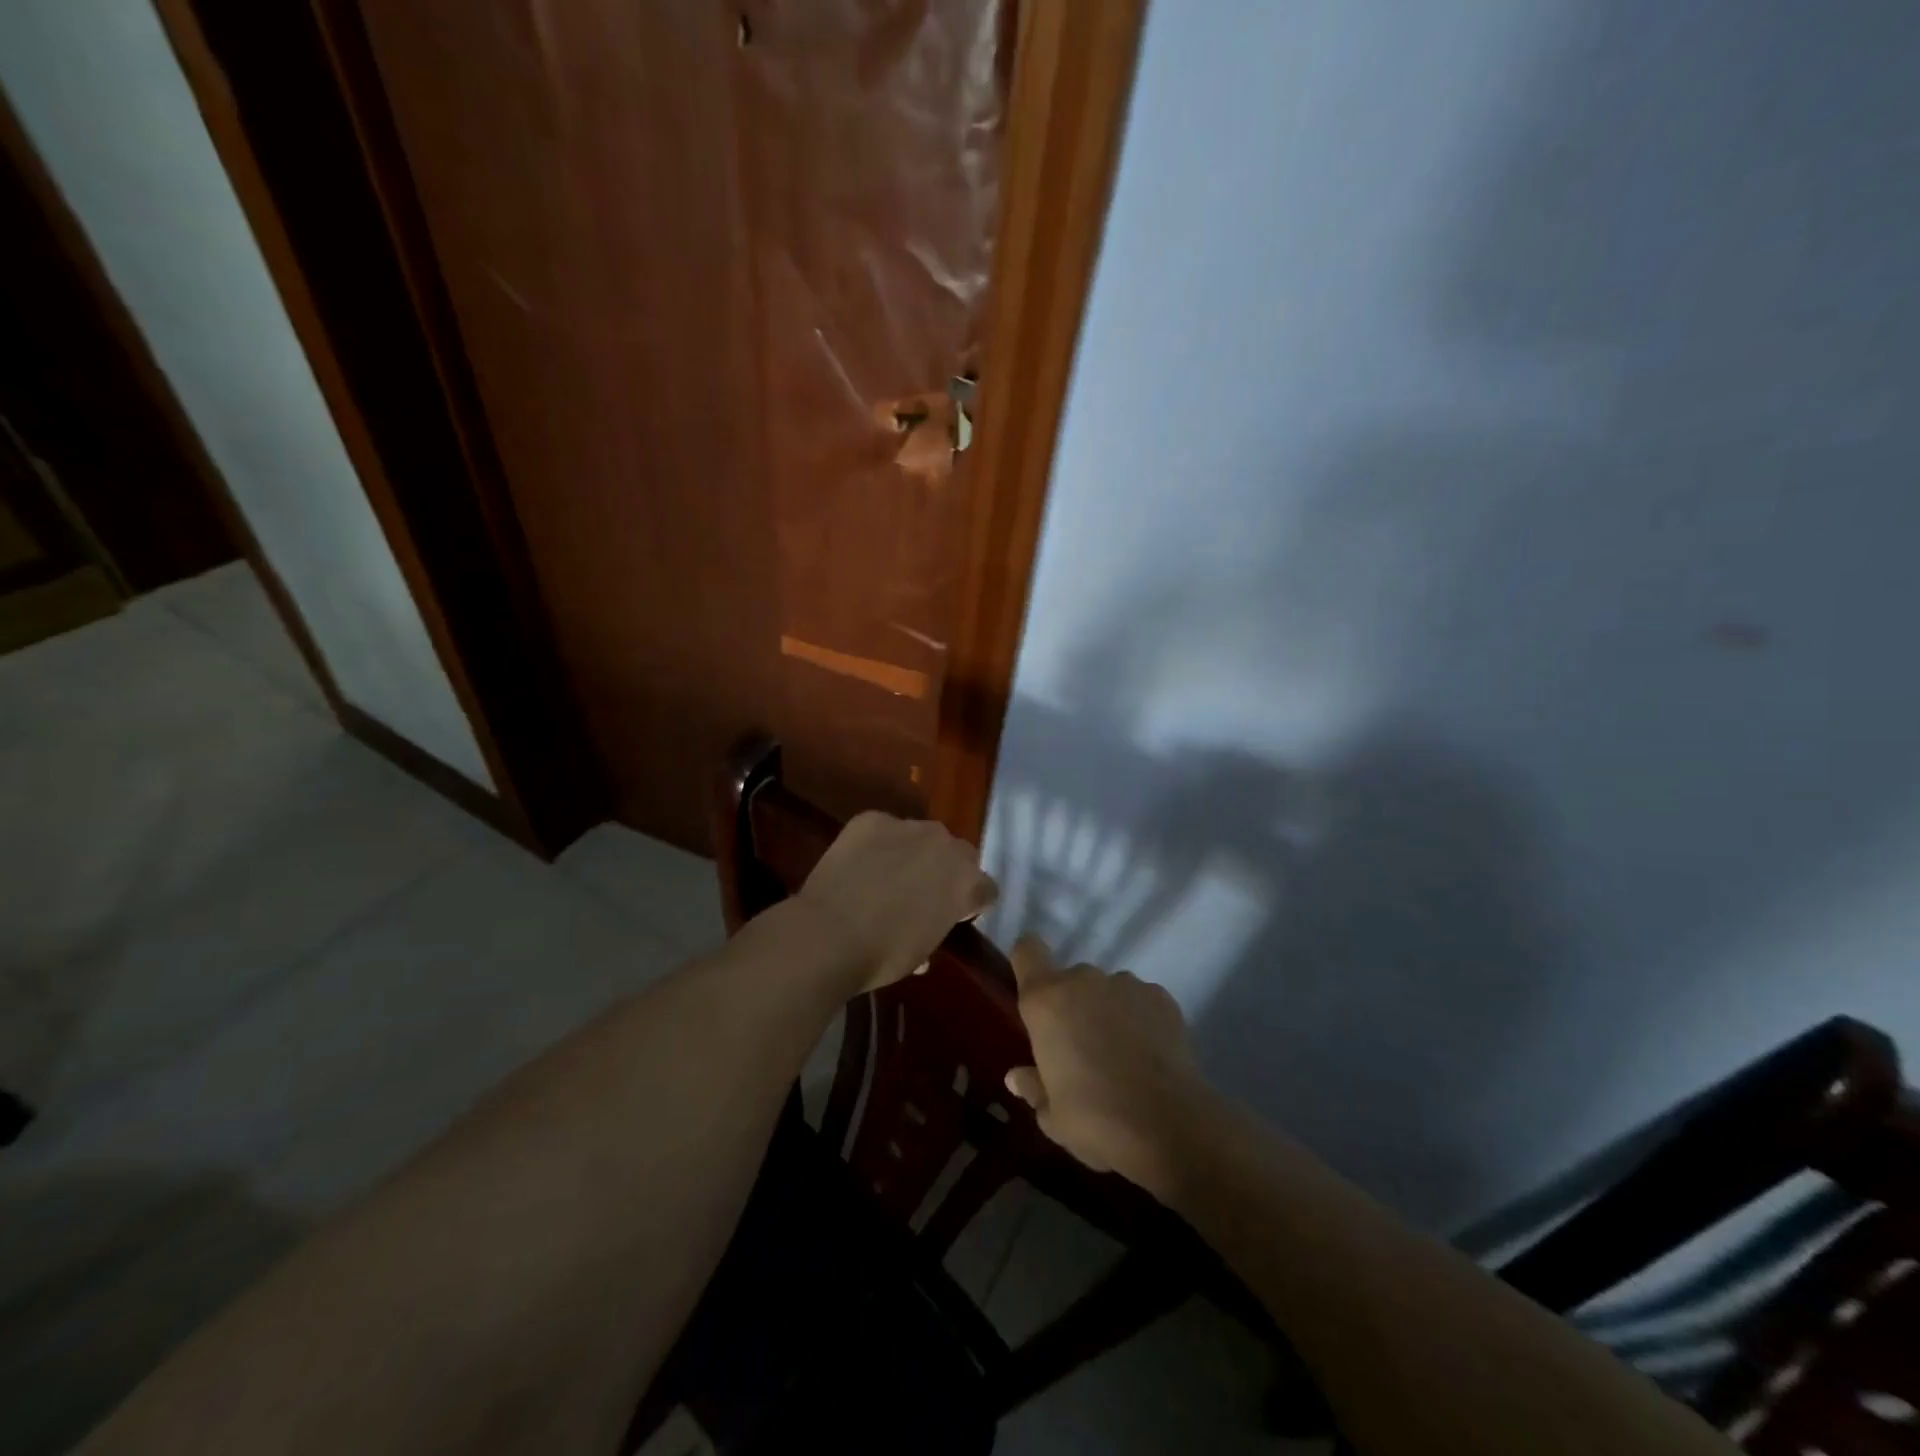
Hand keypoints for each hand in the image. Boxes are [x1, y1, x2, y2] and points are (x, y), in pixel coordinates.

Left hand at [795, 812, 996, 994]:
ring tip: (887, 874)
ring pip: (921, 836)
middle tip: (923, 893)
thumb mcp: (922, 951)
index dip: (972, 902)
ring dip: (912, 852)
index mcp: (967, 883)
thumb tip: (926, 928)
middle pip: (958, 853)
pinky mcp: (872, 819)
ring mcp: (908, 827)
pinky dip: (877, 843)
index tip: (956, 915)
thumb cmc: (883, 956)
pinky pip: (883, 828)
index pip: (985, 888)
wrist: (829, 936)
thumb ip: (935, 929)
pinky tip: (860, 863)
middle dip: (946, 870)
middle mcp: (945, 847)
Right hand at [1004, 938, 1208, 1194]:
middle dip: (1071, 1005)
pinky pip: (1139, 1000)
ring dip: (1106, 1011)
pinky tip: (1149, 1054)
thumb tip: (1017, 1076)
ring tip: (1120, 1054)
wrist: (1170, 1127)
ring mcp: (1126, 984)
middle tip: (1079, 1048)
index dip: (1027, 963)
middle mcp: (1083, 980)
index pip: (1027, 951)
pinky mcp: (1161, 996)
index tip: (1032, 990)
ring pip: (1106, 989)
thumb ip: (1033, 1087)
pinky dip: (1139, 1018)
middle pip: (1068, 979)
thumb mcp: (1052, 1116)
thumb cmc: (1096, 1120)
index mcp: (1045, 1001)